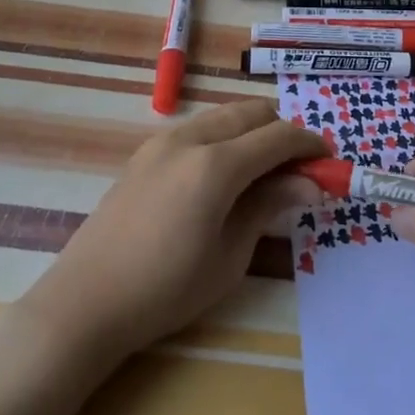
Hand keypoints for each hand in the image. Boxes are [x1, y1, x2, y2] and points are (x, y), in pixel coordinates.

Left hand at [23, 100, 325, 359]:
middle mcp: (189, 138)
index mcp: (215, 165)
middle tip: (300, 169)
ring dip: (253, 131)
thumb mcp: (229, 255)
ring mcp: (162, 142)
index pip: (279, 136)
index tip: (329, 164)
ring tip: (265, 172)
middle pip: (252, 112)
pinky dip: (225, 137)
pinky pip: (198, 128)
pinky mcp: (144, 154)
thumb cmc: (166, 289)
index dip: (311, 145)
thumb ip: (269, 206)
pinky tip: (225, 175)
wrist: (85, 302)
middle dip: (284, 132)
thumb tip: (310, 184)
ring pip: (223, 115)